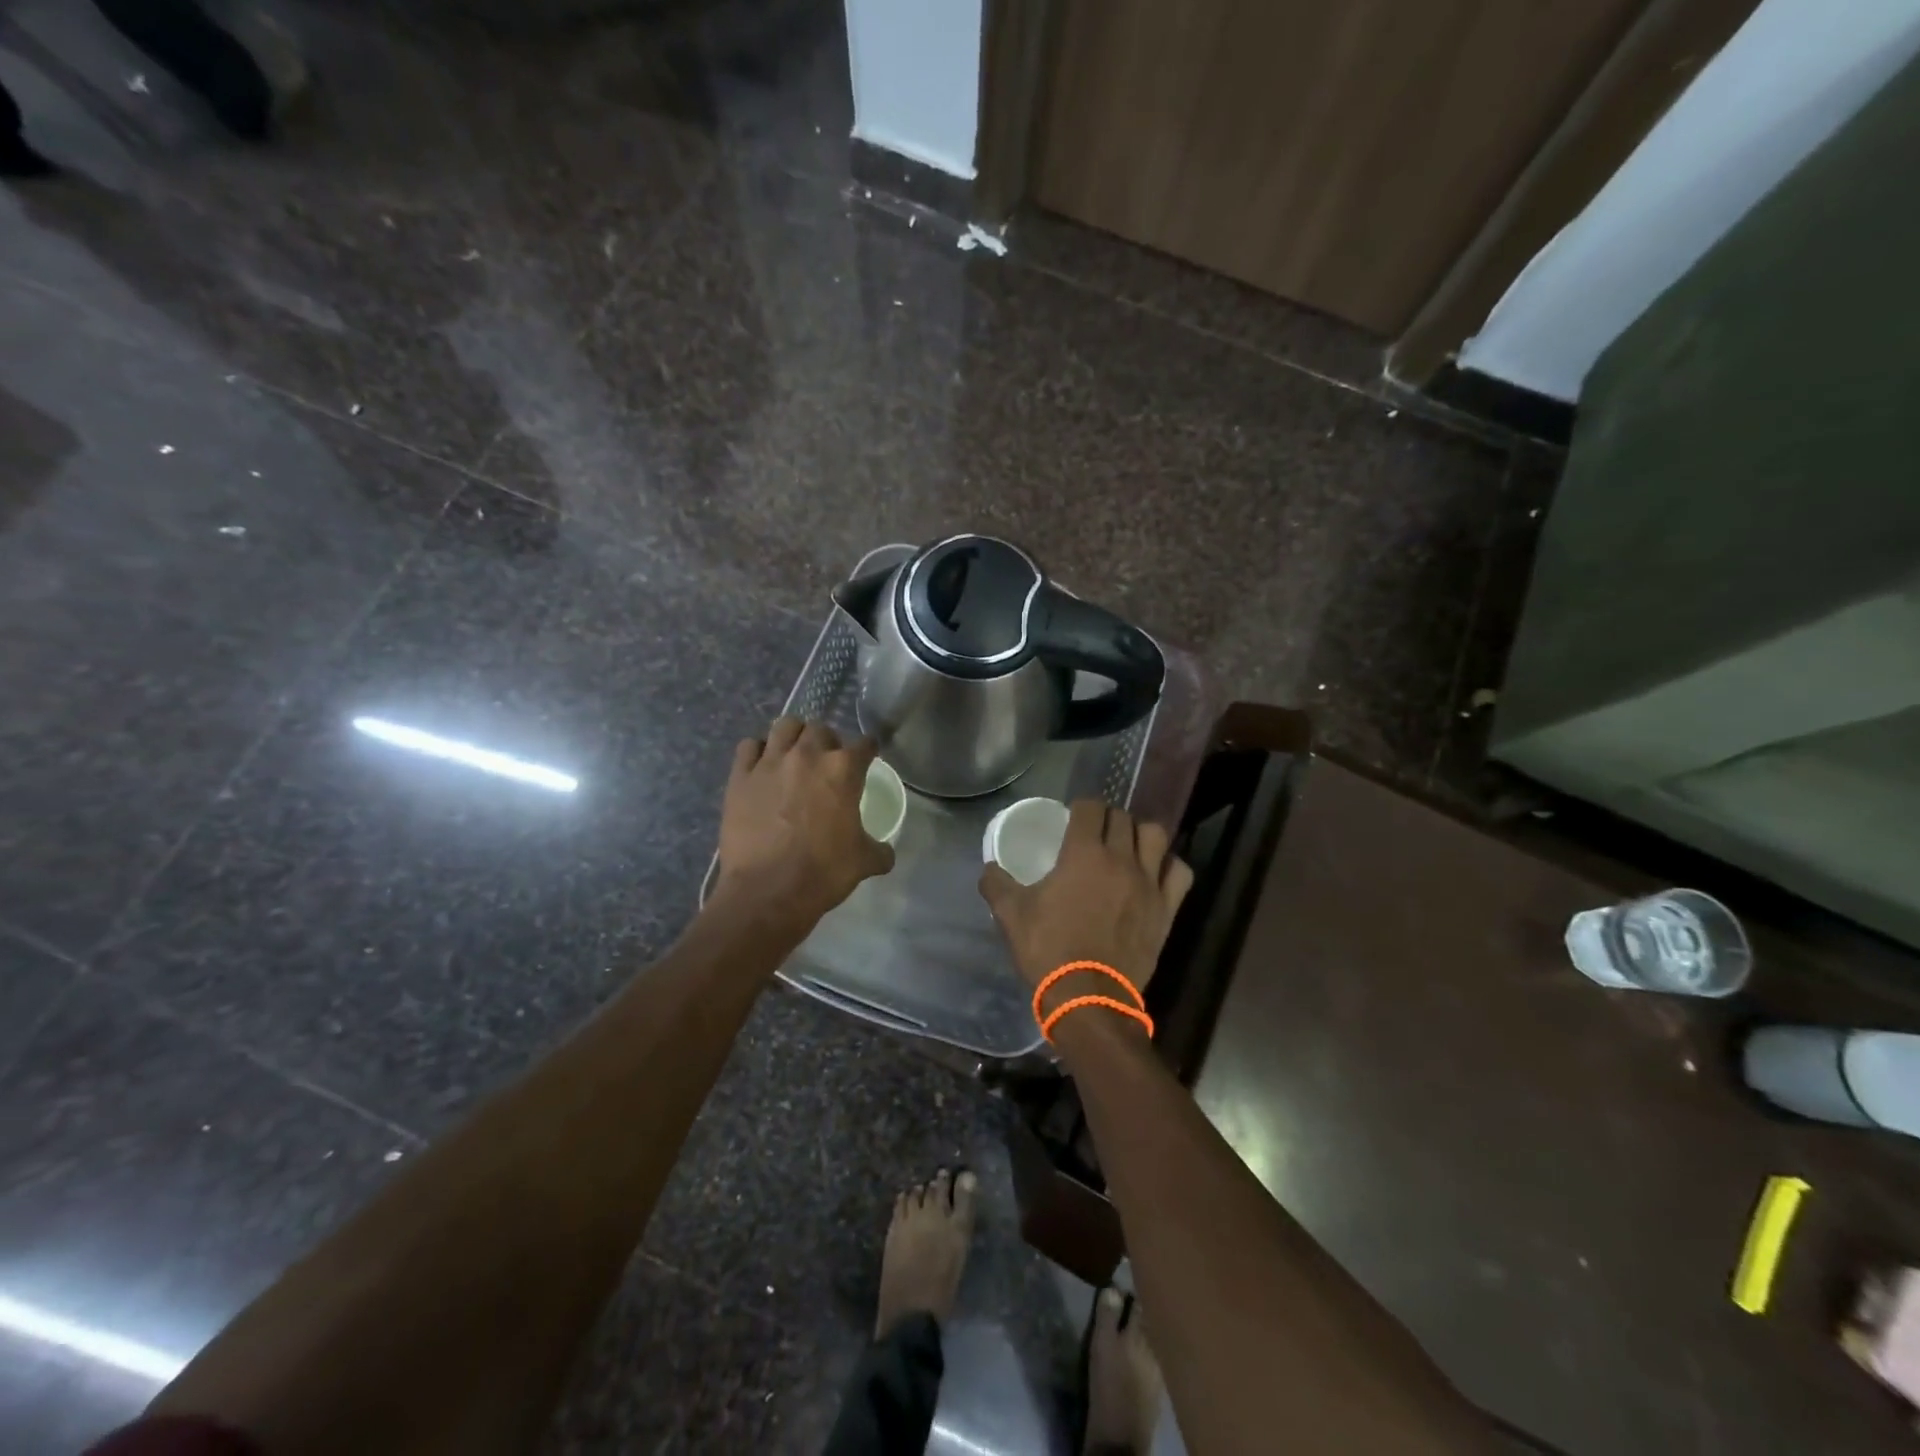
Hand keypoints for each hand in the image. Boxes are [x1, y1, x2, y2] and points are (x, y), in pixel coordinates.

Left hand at [714, 718, 893, 930]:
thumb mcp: (863, 862)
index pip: (864, 744)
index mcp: (843, 770)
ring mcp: (770, 762)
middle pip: (821, 729)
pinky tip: (762, 766)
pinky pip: (749, 746)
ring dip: (793, 736)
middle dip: (828, 741)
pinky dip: (757, 751)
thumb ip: (880, 850)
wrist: (767, 892)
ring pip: (784, 726)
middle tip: (827, 762)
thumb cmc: (823, 873)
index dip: (869, 750)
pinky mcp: (740, 776)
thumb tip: (886, 853)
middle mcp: (807, 755)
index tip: (868, 757)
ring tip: (794, 755)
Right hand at [978, 800, 1193, 1001]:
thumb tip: (989, 868)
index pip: (1090, 807)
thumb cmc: (1048, 950)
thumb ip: (997, 884)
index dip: (1081, 806)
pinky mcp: (1166, 908)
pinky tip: (1156, 873)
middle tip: (1095, 832)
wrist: (1088, 997)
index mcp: (1083, 853)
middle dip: (1107, 817)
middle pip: (1122, 818)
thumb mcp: (1011, 915)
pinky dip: (1169, 865)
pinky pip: (1179, 872)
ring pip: (1156, 836)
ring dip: (1141, 834)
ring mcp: (1149, 883)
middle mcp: (1121, 859)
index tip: (1073, 815)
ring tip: (1128, 846)